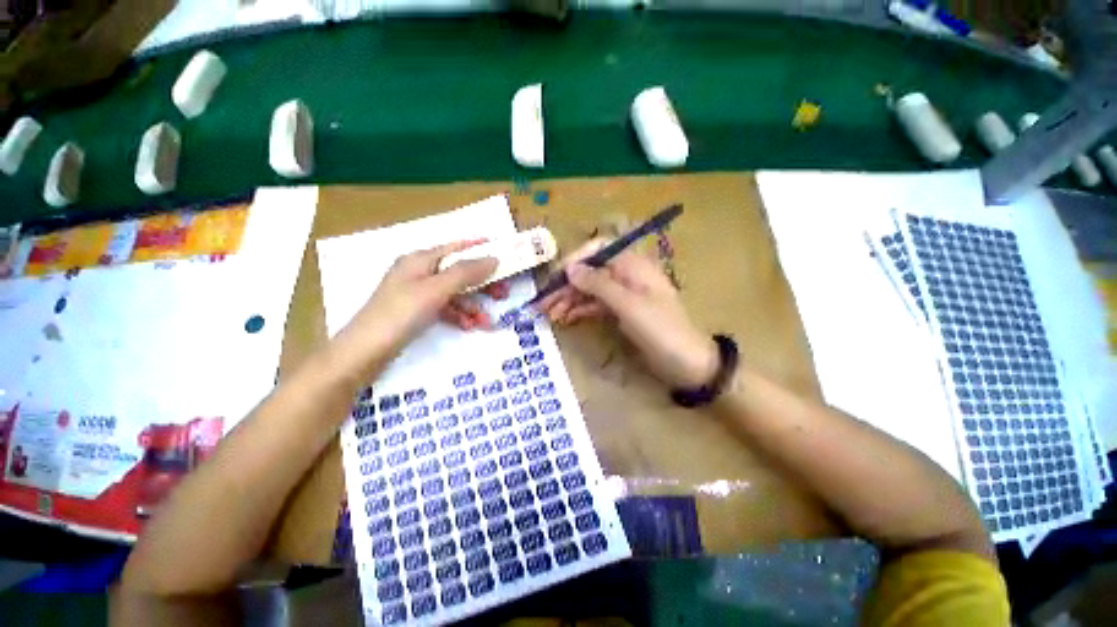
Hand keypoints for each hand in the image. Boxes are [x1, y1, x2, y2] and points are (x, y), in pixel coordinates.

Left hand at [349, 241, 498, 349]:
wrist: (366, 351)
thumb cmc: (401, 313)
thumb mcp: (436, 289)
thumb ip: (465, 272)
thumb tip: (493, 258)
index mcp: (420, 260)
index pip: (455, 247)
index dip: (478, 247)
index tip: (502, 251)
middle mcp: (420, 272)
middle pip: (458, 272)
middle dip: (481, 284)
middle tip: (502, 294)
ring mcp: (418, 293)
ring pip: (454, 293)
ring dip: (472, 306)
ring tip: (485, 322)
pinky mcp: (418, 312)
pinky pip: (446, 308)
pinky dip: (459, 315)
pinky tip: (468, 326)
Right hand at [537, 239, 717, 389]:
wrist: (686, 362)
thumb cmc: (660, 329)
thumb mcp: (628, 305)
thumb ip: (598, 284)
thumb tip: (570, 268)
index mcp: (633, 264)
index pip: (599, 248)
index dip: (576, 258)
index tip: (556, 277)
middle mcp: (626, 275)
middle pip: (591, 272)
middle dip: (567, 285)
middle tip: (543, 303)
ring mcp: (624, 294)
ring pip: (591, 290)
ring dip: (570, 299)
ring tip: (549, 314)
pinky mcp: (622, 311)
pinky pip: (597, 305)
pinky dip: (581, 310)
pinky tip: (565, 318)